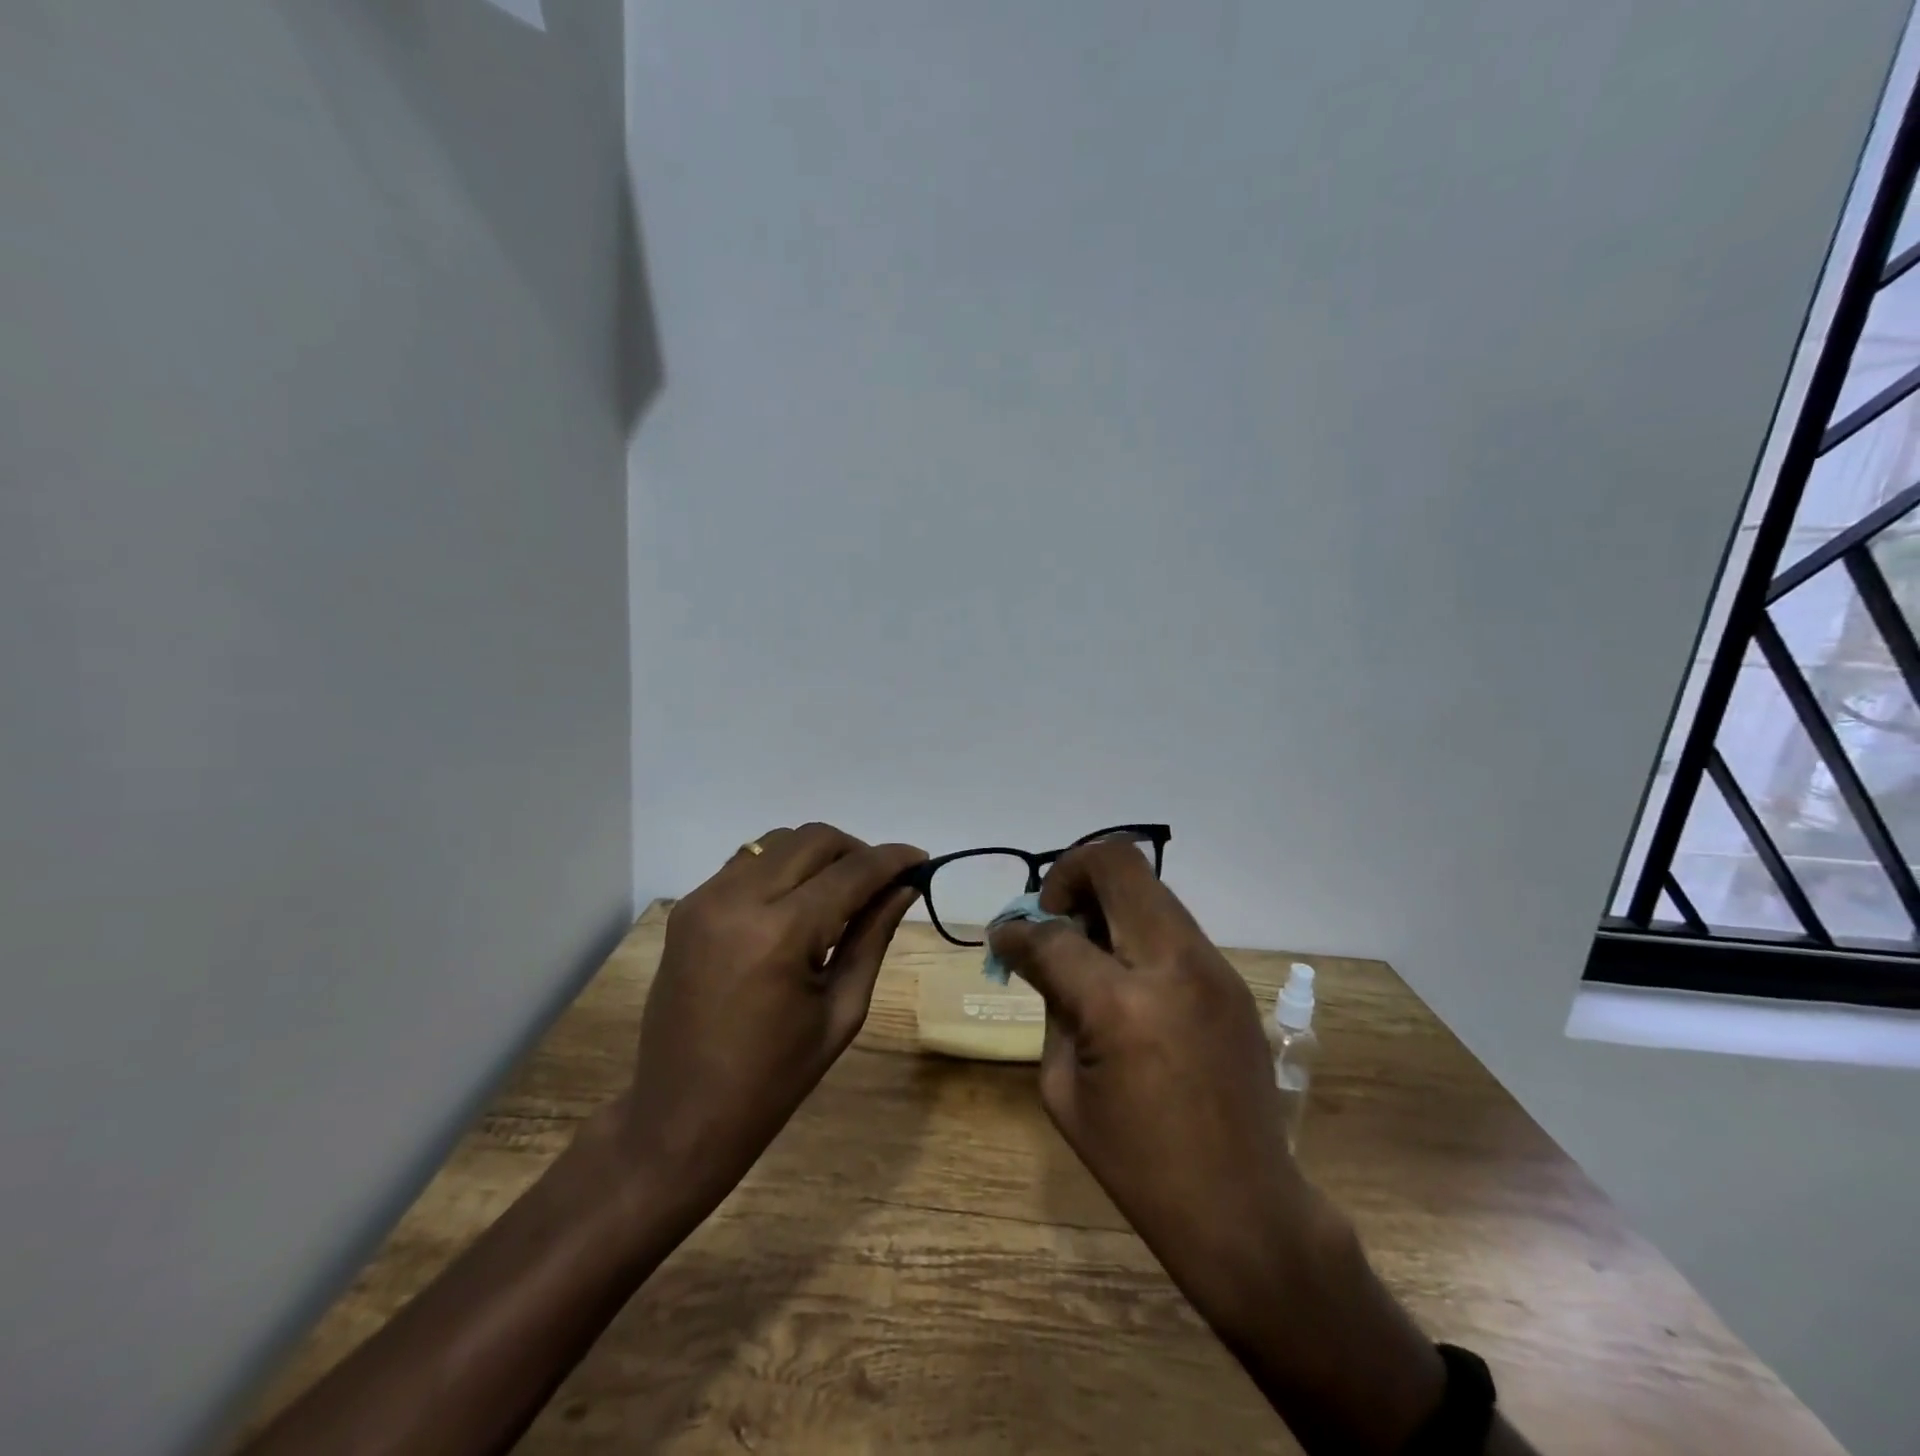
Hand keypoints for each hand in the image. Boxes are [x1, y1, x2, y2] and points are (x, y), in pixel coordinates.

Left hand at [614, 824, 924, 1227]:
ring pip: (778, 841)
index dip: (893, 859)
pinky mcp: (688, 907)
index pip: (851, 872)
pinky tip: (795, 907)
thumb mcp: (840, 1011)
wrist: (680, 1117)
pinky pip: (747, 862)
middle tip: (880, 885)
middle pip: (813, 839)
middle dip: (856, 852)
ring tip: (838, 896)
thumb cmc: (773, 1079)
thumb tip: (905, 888)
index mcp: (780, 933)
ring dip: (818, 856)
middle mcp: (737, 899)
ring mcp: (705, 898)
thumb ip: (873, 937)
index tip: (922, 860)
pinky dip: (782, 869)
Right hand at [991, 839, 1447, 1454]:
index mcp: (1121, 1005)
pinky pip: (1172, 923)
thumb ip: (1051, 1003)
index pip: (1054, 934)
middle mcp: (1173, 965)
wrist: (1245, 1208)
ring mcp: (1212, 965)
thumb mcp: (1064, 1088)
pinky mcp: (1230, 976)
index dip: (1017, 929)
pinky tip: (1126, 974)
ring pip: (1149, 886)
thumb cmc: (1138, 1165)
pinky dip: (1137, 927)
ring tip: (1088, 946)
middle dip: (1070, 875)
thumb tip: (1035, 952)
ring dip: (1107, 899)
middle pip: (1116, 863)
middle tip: (1054, 917)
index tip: (1005, 935)